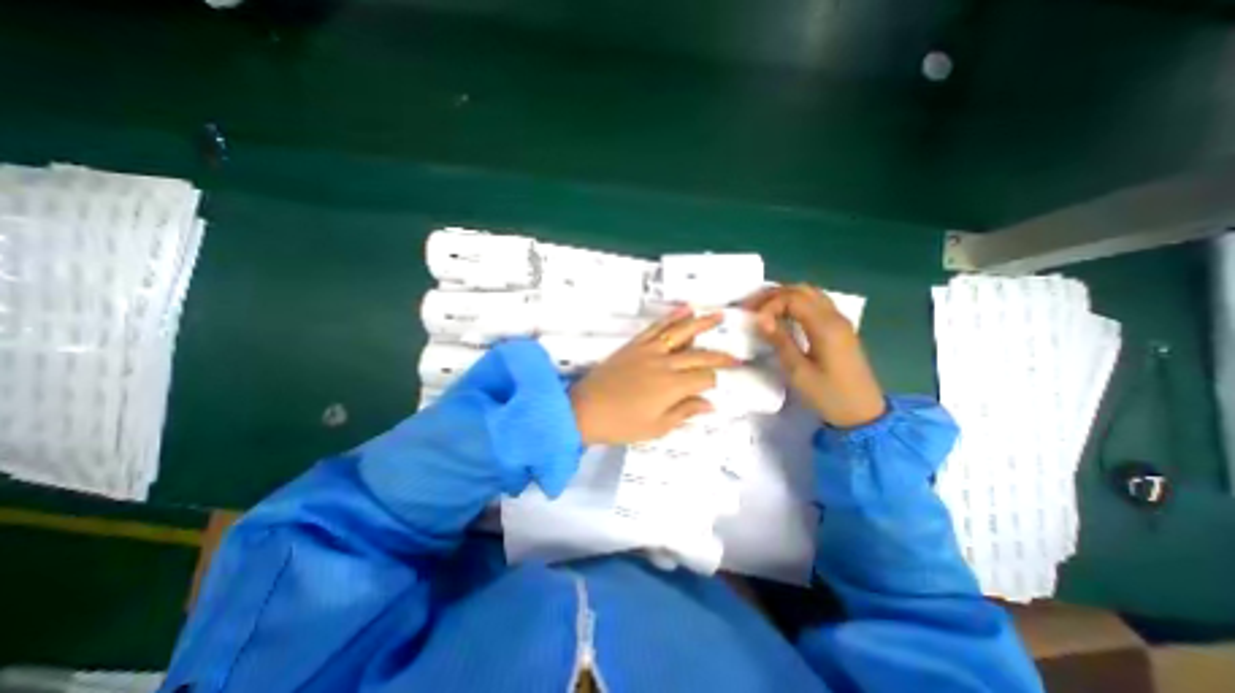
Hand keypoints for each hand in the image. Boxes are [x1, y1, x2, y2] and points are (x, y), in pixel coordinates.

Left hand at [566, 307, 729, 443]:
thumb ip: (685, 412)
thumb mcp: (656, 427)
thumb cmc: (621, 424)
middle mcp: (665, 363)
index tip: (723, 383)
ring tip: (718, 315)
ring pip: (680, 332)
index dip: (716, 381)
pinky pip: (656, 327)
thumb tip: (710, 404)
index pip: (704, 378)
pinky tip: (684, 309)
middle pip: (699, 355)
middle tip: (736, 355)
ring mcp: (648, 350)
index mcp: (672, 386)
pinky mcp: (635, 344)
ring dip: (701, 323)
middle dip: (719, 356)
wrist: (584, 410)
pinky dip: (671, 317)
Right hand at [747, 282, 881, 425]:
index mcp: (825, 326)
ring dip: (785, 296)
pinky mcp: (840, 328)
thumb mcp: (798, 372)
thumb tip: (761, 319)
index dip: (769, 305)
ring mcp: (840, 321)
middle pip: (802, 289)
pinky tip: (783, 315)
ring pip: (810, 293)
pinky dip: (796, 303)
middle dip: (773, 295)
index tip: (754, 322)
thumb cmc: (828, 395)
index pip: (793, 298)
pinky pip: (816, 303)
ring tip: (763, 309)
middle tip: (751, 307)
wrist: (863, 413)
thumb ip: (780, 341)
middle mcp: (835, 316)